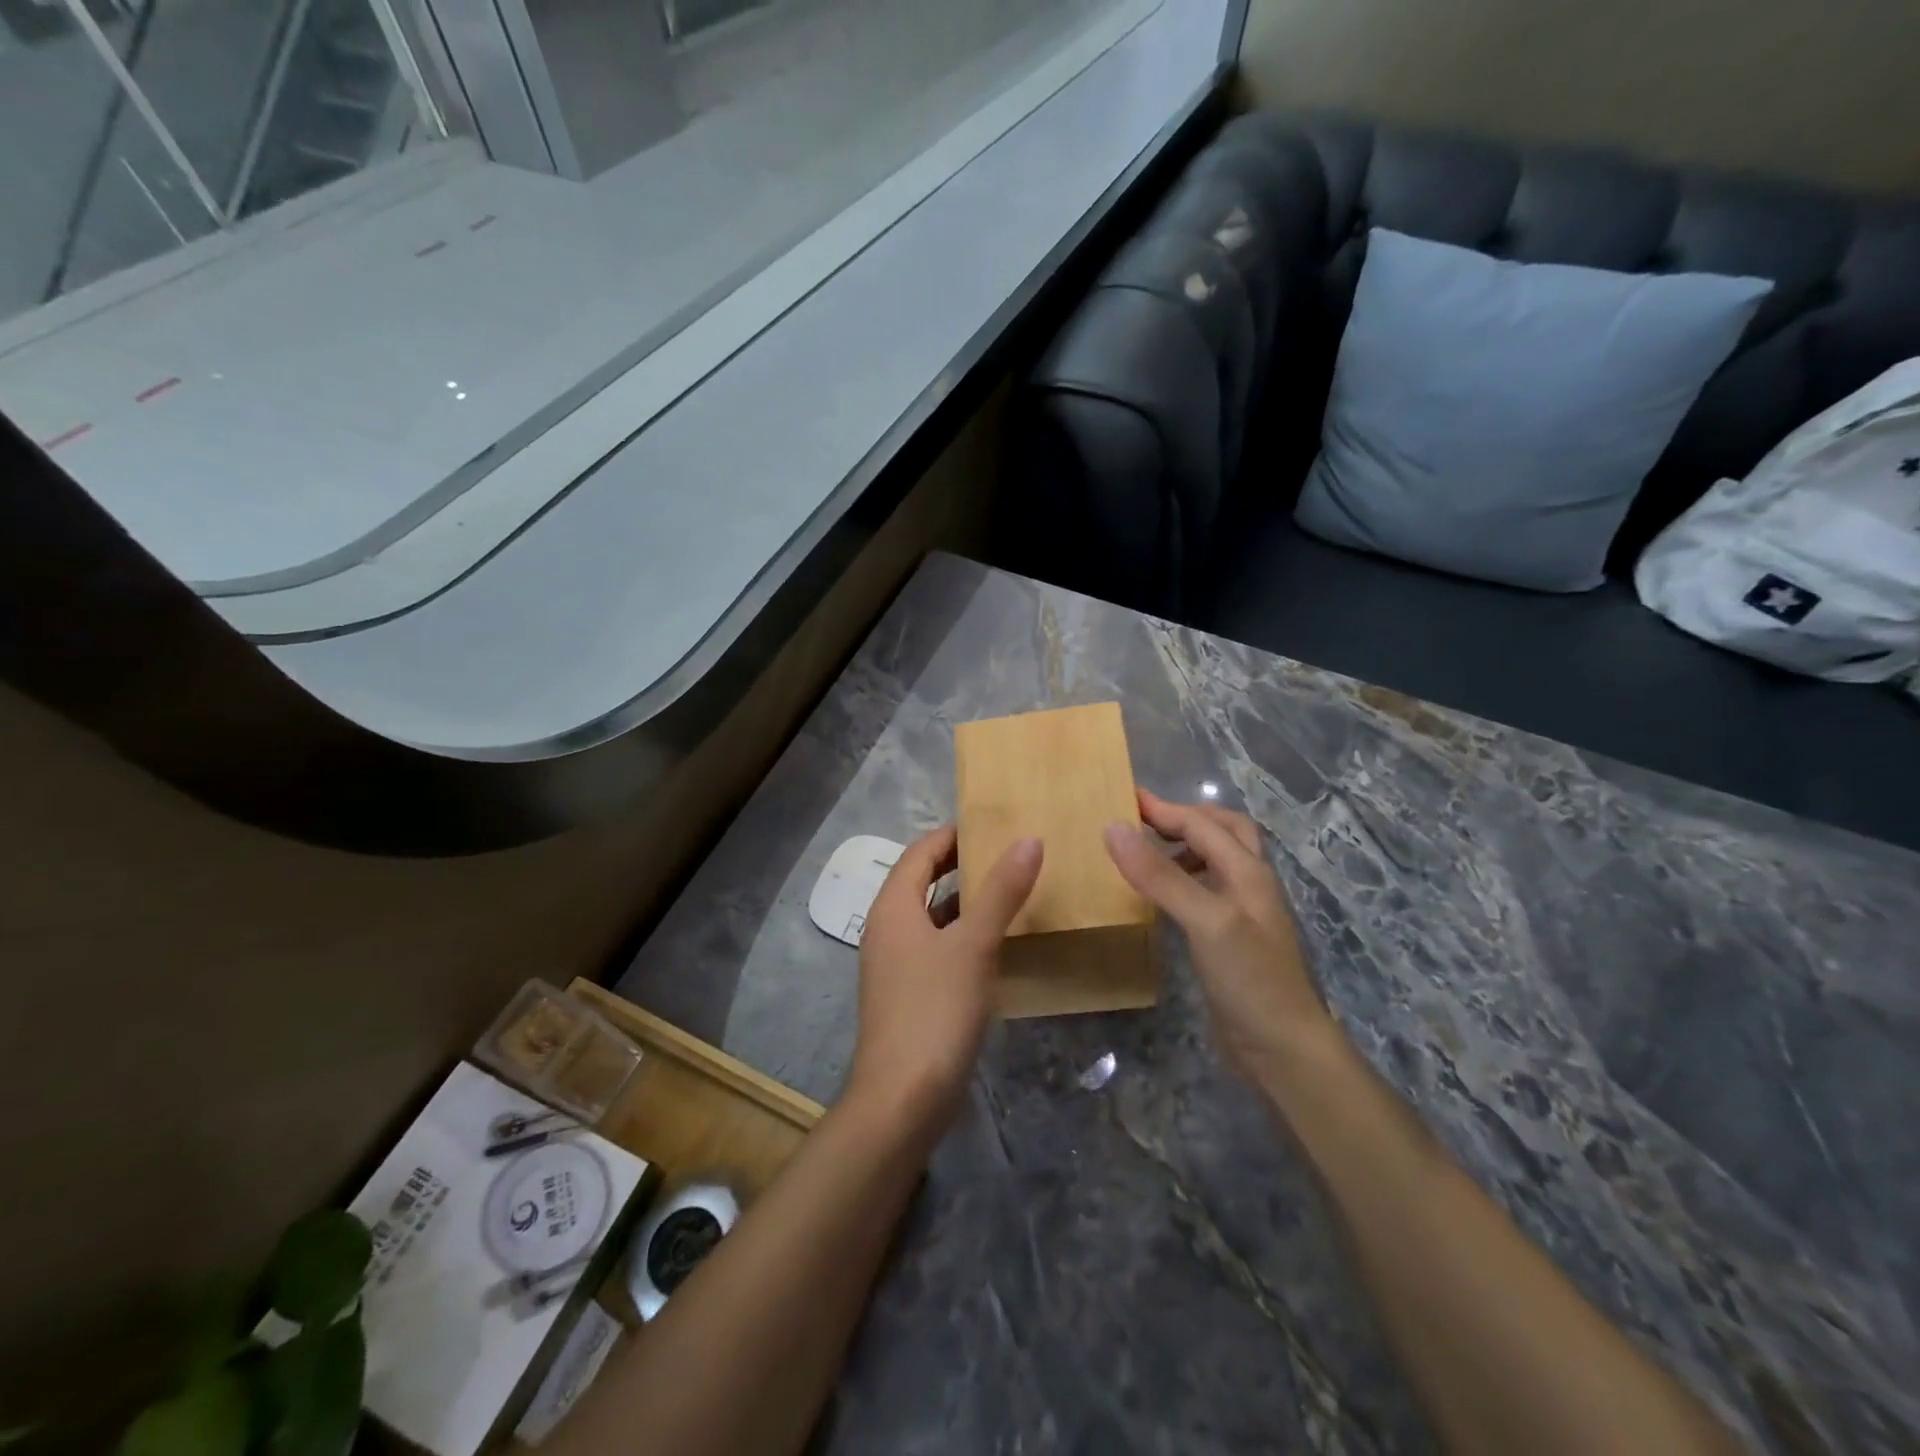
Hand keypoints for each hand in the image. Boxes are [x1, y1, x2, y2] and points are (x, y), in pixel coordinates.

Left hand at [844, 826, 1043, 1131]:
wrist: (903, 1098)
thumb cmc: (935, 1009)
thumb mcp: (974, 945)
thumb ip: (1001, 892)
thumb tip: (1028, 840)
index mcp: (894, 908)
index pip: (920, 853)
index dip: (952, 835)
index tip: (992, 825)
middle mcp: (887, 929)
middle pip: (922, 881)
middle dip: (960, 865)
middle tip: (1007, 853)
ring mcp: (895, 964)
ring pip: (931, 917)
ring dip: (964, 902)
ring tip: (1009, 890)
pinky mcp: (909, 994)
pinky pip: (937, 948)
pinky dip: (963, 936)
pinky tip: (996, 945)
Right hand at [1104, 790, 1333, 1082]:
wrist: (1283, 1049)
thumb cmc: (1249, 979)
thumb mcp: (1205, 920)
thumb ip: (1160, 875)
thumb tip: (1114, 828)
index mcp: (1247, 872)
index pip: (1202, 825)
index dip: (1164, 809)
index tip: (1123, 797)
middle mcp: (1249, 885)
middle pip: (1223, 832)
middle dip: (1185, 818)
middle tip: (1144, 820)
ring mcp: (1242, 914)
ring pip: (1216, 862)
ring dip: (1185, 847)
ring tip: (1146, 854)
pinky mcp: (1230, 941)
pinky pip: (1205, 892)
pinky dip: (1182, 880)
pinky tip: (1160, 898)